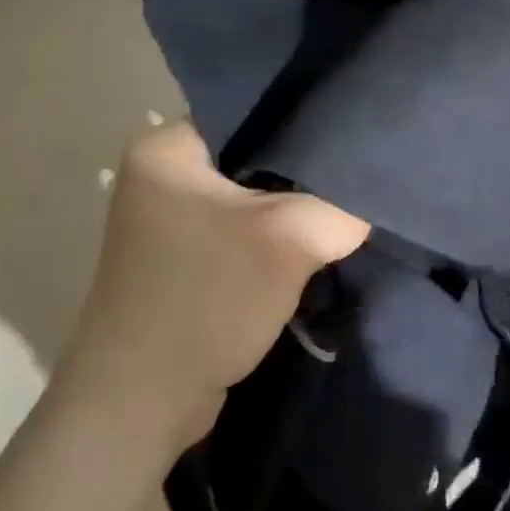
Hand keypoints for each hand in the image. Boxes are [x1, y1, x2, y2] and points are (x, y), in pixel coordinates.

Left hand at [55, 122, 369, 452]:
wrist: (144, 396)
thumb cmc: (206, 298)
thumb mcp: (287, 241)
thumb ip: (338, 208)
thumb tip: (365, 205)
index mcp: (166, 150)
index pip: (250, 114)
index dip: (305, 127)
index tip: (354, 145)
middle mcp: (159, 179)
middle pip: (251, 163)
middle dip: (303, 182)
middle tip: (356, 188)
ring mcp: (166, 227)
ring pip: (247, 207)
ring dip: (288, 223)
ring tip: (341, 222)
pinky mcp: (181, 267)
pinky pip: (236, 243)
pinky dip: (269, 252)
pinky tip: (307, 260)